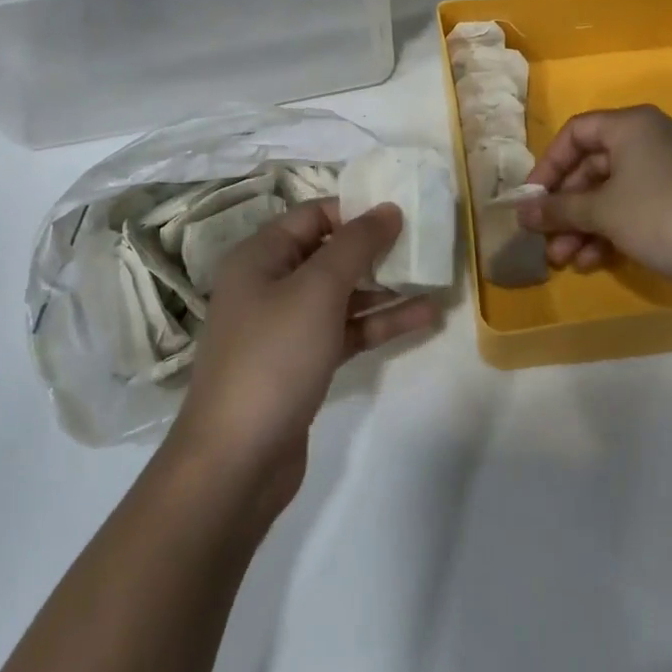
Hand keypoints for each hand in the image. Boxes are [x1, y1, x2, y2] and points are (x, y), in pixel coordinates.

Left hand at [168, 201, 439, 516]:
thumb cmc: (273, 357)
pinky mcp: (303, 363)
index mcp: (261, 256)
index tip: (402, 212)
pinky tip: (423, 318)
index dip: (356, 210)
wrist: (236, 462)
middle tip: (426, 244)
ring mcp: (287, 327)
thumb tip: (387, 208)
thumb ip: (356, 244)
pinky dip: (379, 323)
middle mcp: (270, 284)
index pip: (313, 215)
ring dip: (386, 289)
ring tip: (436, 281)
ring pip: (343, 295)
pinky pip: (346, 330)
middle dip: (377, 250)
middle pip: (330, 253)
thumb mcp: (317, 290)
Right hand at [517, 106, 671, 302]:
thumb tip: (521, 213)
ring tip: (565, 259)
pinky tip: (595, 261)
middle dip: (566, 206)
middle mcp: (652, 138)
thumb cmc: (662, 217)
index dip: (547, 166)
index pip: (575, 133)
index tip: (531, 200)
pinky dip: (613, 229)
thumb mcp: (602, 212)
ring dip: (585, 224)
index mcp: (632, 125)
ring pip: (613, 191)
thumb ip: (558, 209)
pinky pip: (636, 205)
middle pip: (593, 165)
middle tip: (545, 238)